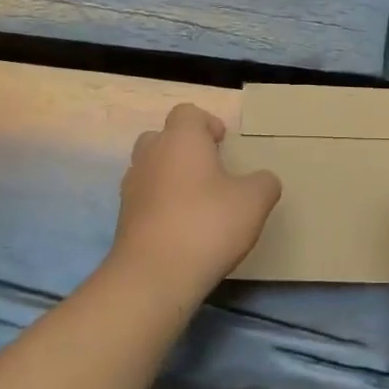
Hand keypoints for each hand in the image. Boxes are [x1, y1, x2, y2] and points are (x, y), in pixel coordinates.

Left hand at [109, 103, 281, 295]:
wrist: (154, 275)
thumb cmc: (208, 224)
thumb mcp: (254, 201)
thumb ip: (264, 182)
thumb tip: (263, 180)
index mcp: (181, 139)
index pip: (188, 113)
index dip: (207, 123)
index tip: (223, 144)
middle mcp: (151, 155)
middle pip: (163, 137)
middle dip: (184, 148)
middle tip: (210, 170)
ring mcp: (132, 187)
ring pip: (151, 168)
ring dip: (170, 177)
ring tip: (197, 201)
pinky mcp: (124, 219)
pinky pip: (145, 199)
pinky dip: (161, 205)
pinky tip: (182, 228)